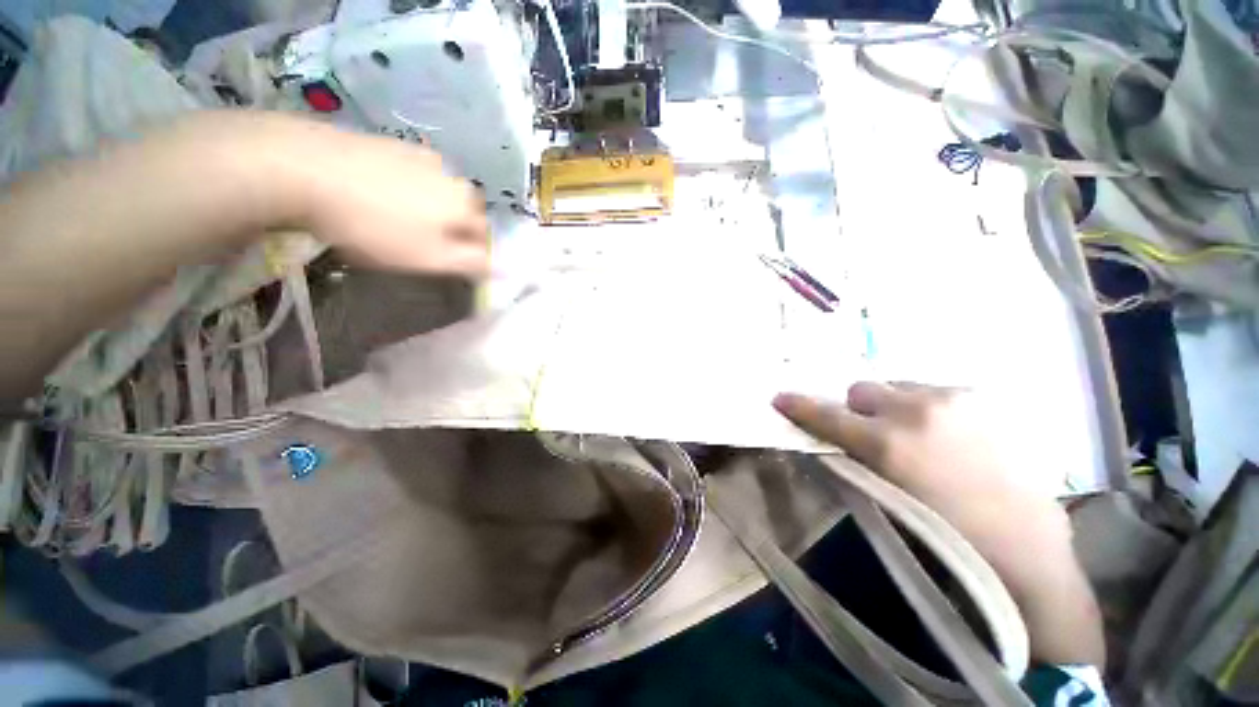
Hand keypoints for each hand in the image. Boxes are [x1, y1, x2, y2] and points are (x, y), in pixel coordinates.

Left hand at [186, 112, 491, 277]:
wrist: (304, 169)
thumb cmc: (375, 225)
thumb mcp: (430, 259)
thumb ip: (472, 264)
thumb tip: (504, 269)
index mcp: (465, 205)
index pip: (485, 235)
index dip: (472, 253)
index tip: (447, 264)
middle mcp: (452, 176)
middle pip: (465, 211)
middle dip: (454, 229)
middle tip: (424, 244)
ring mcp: (420, 155)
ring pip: (439, 191)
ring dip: (431, 208)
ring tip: (400, 219)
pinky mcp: (390, 143)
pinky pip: (413, 173)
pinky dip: (406, 188)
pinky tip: (380, 195)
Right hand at [774, 382, 1104, 666]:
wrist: (1027, 543)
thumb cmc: (948, 535)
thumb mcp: (885, 498)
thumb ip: (852, 459)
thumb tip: (830, 437)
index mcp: (889, 445)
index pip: (828, 415)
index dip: (799, 406)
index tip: (780, 397)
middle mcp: (916, 411)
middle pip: (860, 388)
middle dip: (855, 408)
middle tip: (868, 432)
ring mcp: (953, 399)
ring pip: (894, 384)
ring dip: (889, 404)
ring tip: (912, 433)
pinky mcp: (978, 397)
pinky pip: (929, 389)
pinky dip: (921, 405)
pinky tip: (942, 433)